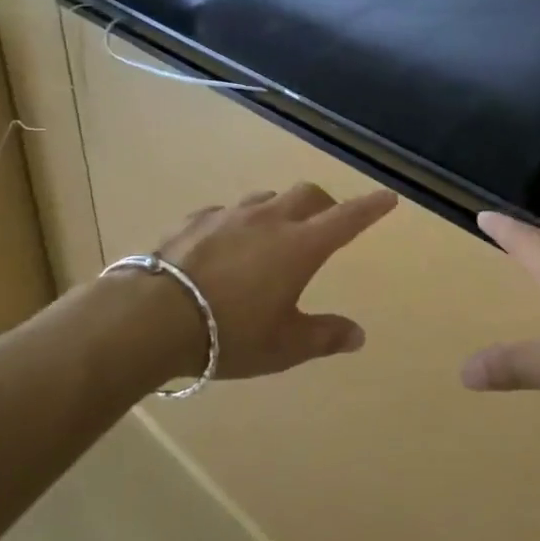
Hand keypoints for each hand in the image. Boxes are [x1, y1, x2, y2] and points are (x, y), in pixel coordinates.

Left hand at [145, 183, 398, 379]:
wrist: (151, 316)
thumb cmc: (229, 333)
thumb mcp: (284, 346)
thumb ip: (324, 336)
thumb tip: (359, 335)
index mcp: (300, 246)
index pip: (347, 218)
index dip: (371, 207)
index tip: (388, 197)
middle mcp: (269, 220)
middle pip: (308, 194)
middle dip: (325, 204)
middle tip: (326, 223)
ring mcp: (230, 215)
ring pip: (267, 198)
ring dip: (281, 209)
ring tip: (275, 233)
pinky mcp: (196, 219)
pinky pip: (228, 211)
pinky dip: (240, 222)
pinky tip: (227, 244)